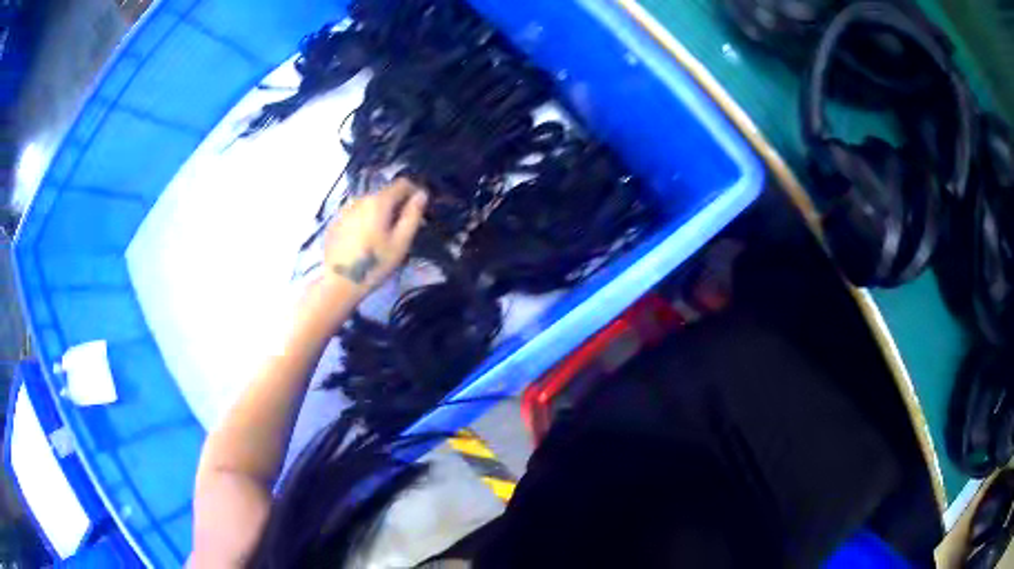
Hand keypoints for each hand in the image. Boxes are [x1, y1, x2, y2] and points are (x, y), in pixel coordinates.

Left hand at [323, 179, 427, 296]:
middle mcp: (360, 199)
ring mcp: (345, 210)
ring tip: (381, 238)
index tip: (420, 209)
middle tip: (402, 229)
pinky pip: (356, 214)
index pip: (402, 183)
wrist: (339, 283)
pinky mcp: (335, 222)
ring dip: (379, 214)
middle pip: (385, 194)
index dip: (415, 192)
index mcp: (379, 201)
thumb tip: (422, 194)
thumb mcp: (400, 242)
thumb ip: (412, 215)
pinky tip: (364, 242)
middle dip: (396, 206)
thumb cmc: (374, 264)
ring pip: (369, 204)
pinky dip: (364, 221)